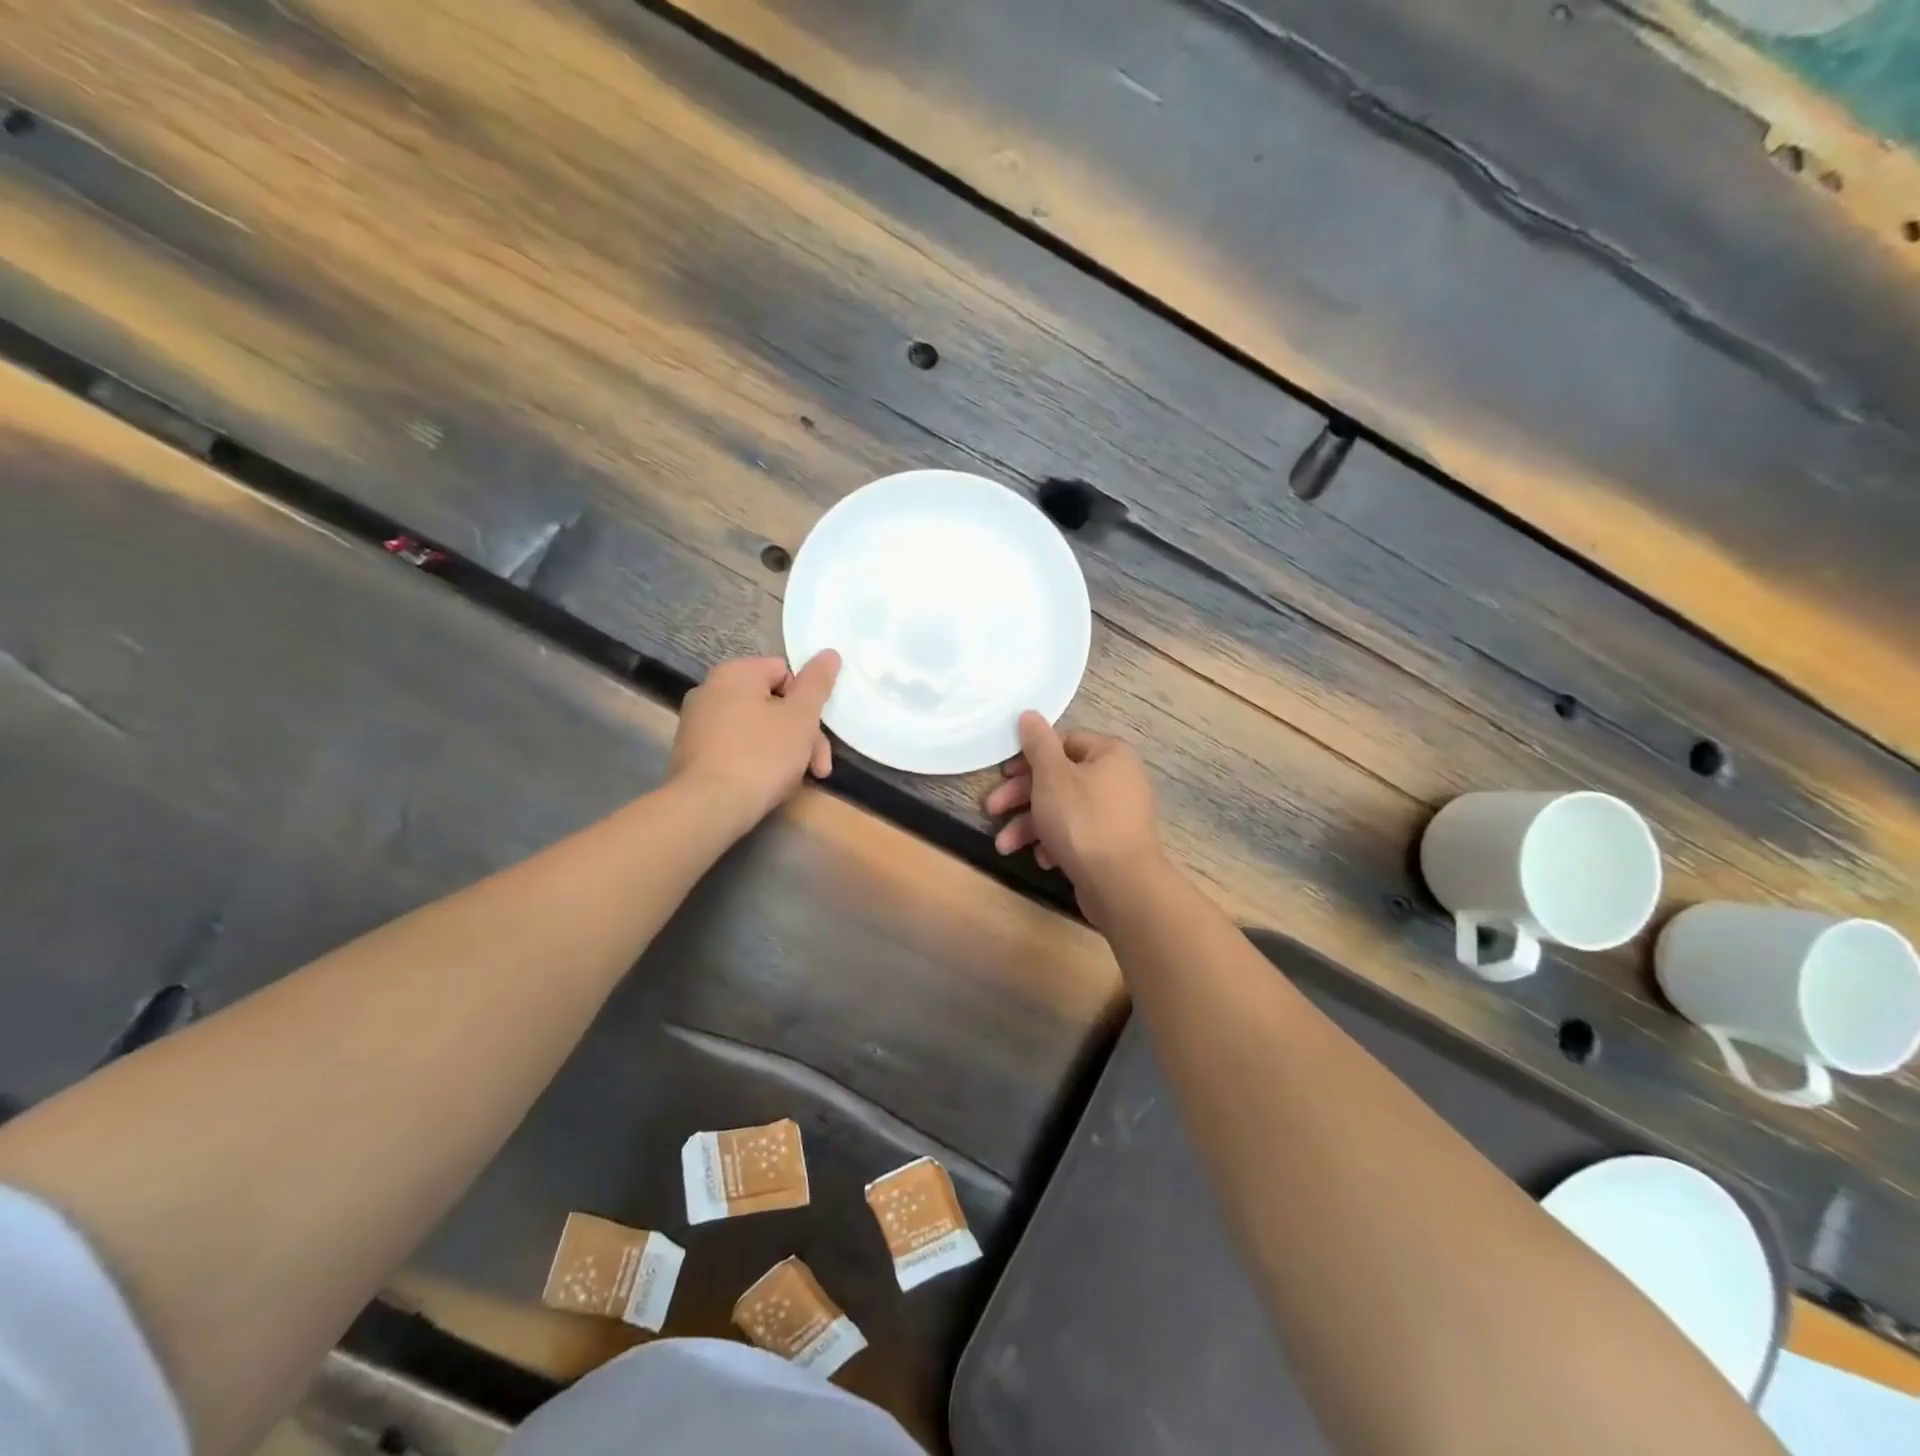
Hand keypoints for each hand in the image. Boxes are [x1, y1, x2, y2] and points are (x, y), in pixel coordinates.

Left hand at [670, 652, 840, 836]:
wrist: (708, 807)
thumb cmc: (761, 755)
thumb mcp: (801, 717)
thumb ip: (817, 683)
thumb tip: (829, 653)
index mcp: (735, 673)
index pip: (785, 672)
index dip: (807, 701)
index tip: (819, 733)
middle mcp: (710, 689)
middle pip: (771, 703)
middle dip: (800, 734)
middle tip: (818, 767)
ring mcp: (696, 723)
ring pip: (755, 728)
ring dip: (783, 750)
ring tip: (794, 781)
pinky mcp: (691, 753)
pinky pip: (734, 747)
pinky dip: (755, 761)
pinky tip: (766, 785)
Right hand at [986, 711, 1165, 923]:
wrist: (1121, 884)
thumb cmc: (1083, 821)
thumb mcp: (1052, 777)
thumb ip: (1038, 744)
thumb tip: (1029, 714)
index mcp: (1110, 754)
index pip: (1063, 742)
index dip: (1029, 757)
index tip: (1003, 774)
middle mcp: (1118, 779)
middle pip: (1059, 779)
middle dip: (1022, 797)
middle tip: (992, 809)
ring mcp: (1116, 814)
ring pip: (1063, 810)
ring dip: (1030, 826)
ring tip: (1005, 846)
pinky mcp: (1111, 844)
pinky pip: (1077, 834)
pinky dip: (1054, 843)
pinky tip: (1043, 859)